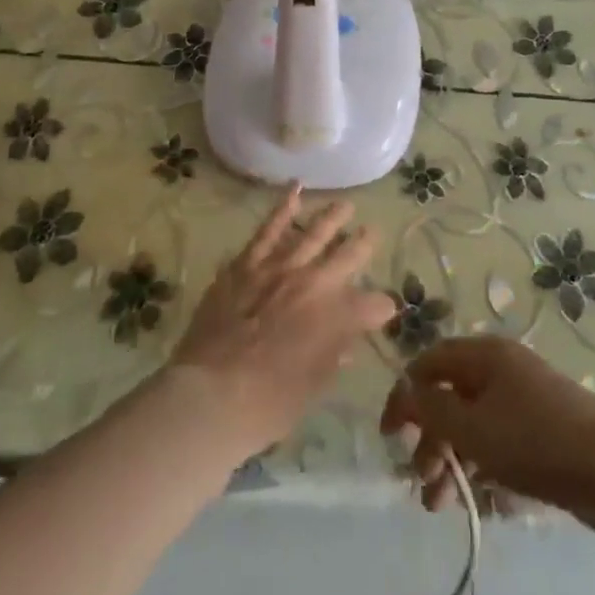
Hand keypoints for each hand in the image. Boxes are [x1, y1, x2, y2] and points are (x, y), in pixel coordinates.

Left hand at [167, 185, 395, 454]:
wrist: (211, 396)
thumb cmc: (267, 404)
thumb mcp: (312, 388)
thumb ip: (332, 357)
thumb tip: (346, 342)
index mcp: (338, 317)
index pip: (373, 305)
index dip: (381, 308)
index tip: (383, 310)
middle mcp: (316, 283)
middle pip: (349, 255)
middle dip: (364, 244)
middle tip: (372, 233)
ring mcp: (280, 267)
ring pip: (313, 232)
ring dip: (333, 218)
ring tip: (345, 206)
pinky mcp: (249, 263)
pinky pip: (269, 229)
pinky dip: (283, 207)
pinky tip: (295, 190)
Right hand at [379, 336, 594, 522]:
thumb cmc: (532, 437)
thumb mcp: (471, 425)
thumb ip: (430, 408)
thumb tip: (404, 390)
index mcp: (484, 354)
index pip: (431, 361)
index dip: (405, 393)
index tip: (388, 435)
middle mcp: (502, 369)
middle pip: (451, 396)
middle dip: (430, 439)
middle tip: (420, 480)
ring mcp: (524, 399)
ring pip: (474, 425)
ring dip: (452, 461)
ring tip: (441, 505)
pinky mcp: (541, 431)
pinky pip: (499, 444)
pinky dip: (483, 469)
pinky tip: (482, 502)